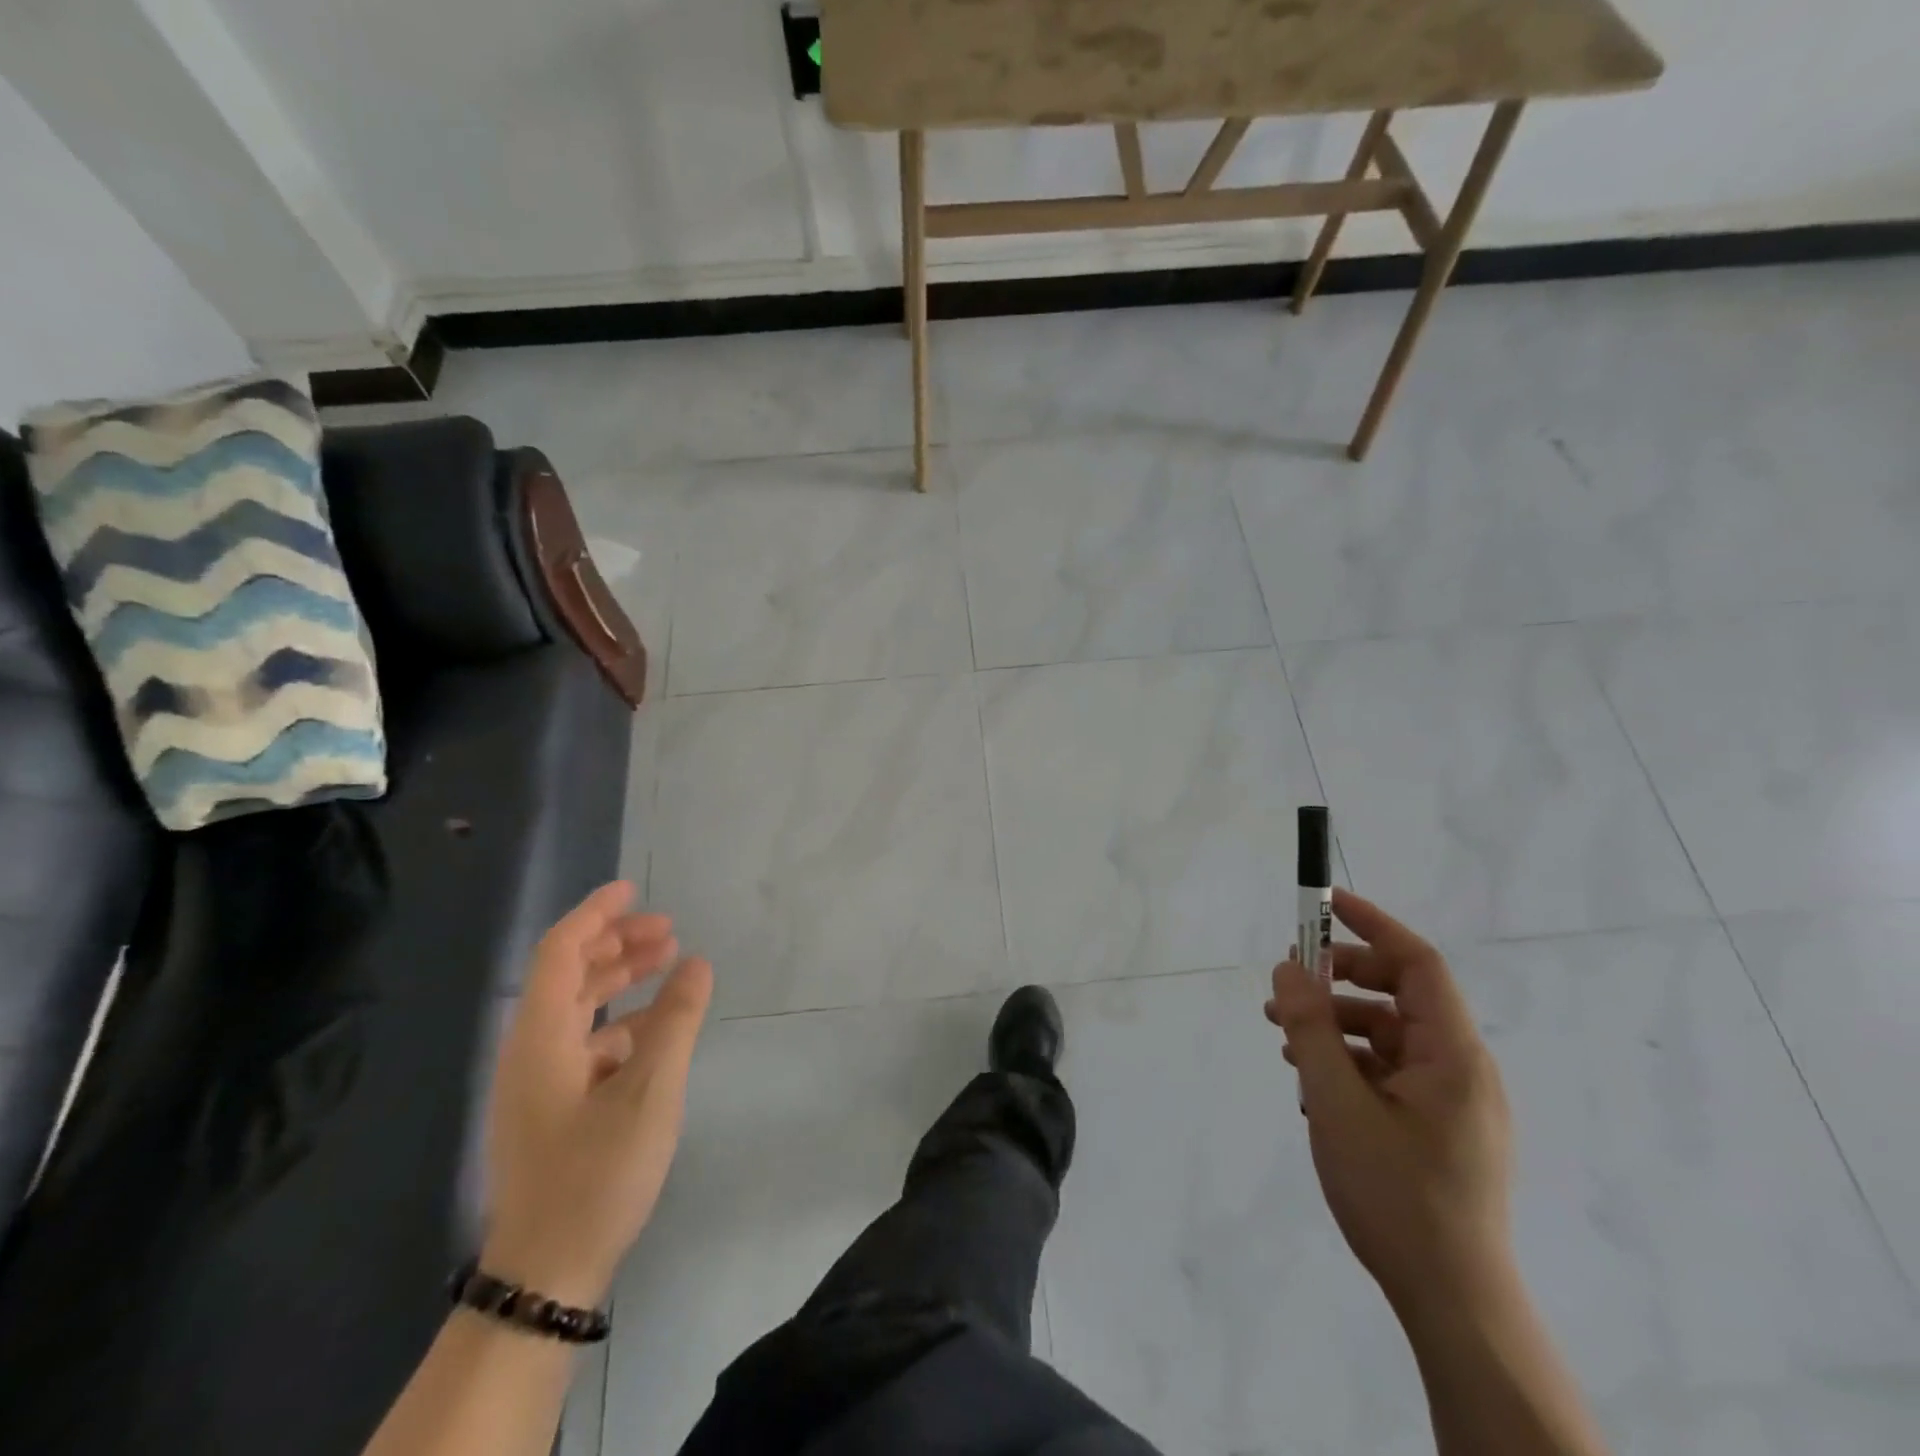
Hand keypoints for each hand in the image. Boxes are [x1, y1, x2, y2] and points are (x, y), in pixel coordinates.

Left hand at [482, 882, 712, 1307]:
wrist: (546, 1275)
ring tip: (669, 966)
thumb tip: (697, 963)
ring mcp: (539, 1082)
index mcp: (541, 1038)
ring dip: (620, 980)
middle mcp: (531, 1050)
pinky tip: (659, 1029)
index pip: (561, 951)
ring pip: (578, 1009)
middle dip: (617, 944)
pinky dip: (622, 1022)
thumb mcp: (650, 1091)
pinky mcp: (552, 1108)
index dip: (595, 913)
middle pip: (569, 975)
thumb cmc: (595, 1174)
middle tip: (668, 931)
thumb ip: (676, 1021)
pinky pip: (586, 1043)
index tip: (634, 889)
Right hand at [1266, 888, 1513, 1321]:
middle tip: (1286, 987)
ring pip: (1387, 1037)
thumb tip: (1290, 967)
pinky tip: (1312, 1089)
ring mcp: (1451, 1102)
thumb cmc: (1396, 1194)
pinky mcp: (1437, 1129)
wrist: (1452, 1303)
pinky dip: (1348, 1065)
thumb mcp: (1337, 1103)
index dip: (1372, 925)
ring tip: (1284, 1041)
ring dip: (1334, 1028)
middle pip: (1398, 997)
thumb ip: (1311, 1028)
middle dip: (1338, 983)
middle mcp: (1461, 1069)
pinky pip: (1388, 1074)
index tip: (1324, 905)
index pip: (1418, 963)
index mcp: (1454, 1055)